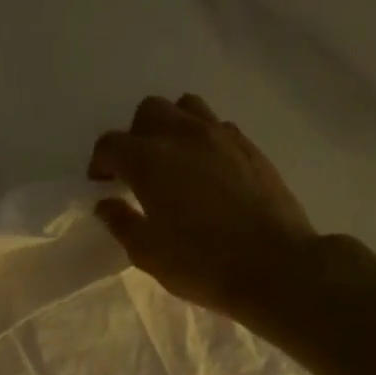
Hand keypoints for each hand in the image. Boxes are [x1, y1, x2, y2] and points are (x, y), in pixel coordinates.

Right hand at [89, 94, 316, 318]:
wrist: (275, 267)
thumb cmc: (201, 265)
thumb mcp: (147, 253)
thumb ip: (122, 222)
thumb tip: (107, 203)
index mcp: (150, 161)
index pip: (111, 143)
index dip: (101, 161)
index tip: (102, 183)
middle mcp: (183, 136)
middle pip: (150, 111)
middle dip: (135, 135)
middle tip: (136, 170)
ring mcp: (222, 137)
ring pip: (186, 108)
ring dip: (171, 126)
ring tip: (172, 160)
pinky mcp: (250, 147)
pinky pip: (217, 126)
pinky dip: (202, 138)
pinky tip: (205, 170)